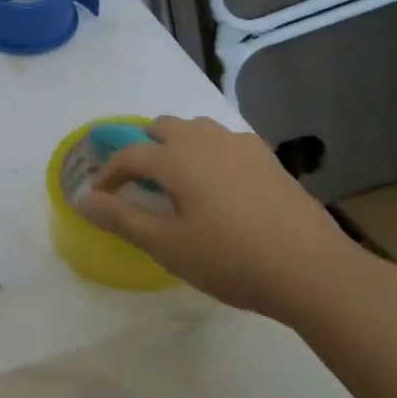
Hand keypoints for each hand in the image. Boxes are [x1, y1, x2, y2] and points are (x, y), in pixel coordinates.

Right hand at [80, 115, 367, 323]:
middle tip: (139, 181)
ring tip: (177, 178)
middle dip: (144, 148)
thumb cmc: (231, 260)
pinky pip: (226, 141)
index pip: (130, 155)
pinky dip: (209, 152)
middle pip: (164, 127)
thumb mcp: (168, 246)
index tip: (99, 195)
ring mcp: (242, 146)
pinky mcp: (268, 159)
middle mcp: (207, 140)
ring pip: (198, 128)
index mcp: (178, 159)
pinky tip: (218, 184)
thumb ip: (122, 219)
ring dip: (178, 144)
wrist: (312, 270)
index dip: (109, 173)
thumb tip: (83, 199)